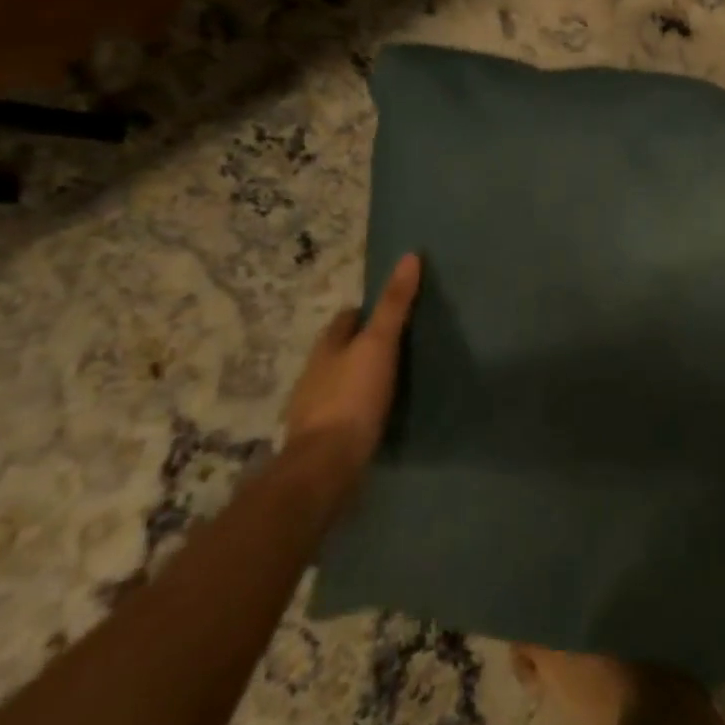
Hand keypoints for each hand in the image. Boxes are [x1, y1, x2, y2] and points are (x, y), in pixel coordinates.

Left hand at [284, 252, 420, 480]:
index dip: (365, 312)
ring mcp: (315, 410)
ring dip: (360, 379)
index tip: (389, 310)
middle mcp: (314, 376)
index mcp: (326, 349)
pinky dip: (360, 409)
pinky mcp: (323, 441)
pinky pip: (344, 414)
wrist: (325, 468)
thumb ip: (394, 304)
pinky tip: (379, 414)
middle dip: (362, 345)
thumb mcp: (378, 344)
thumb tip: (410, 256)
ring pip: (341, 383)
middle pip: (340, 351)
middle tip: (398, 343)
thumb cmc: (352, 397)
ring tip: (394, 378)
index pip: (344, 319)